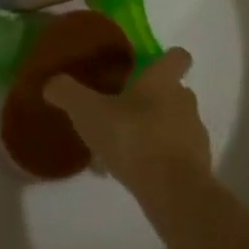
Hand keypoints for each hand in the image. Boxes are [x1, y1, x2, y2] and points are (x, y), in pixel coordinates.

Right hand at [43, 49, 210, 199]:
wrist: (173, 192)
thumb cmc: (133, 138)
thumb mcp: (88, 112)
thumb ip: (67, 93)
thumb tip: (51, 83)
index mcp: (162, 81)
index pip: (178, 57)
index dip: (168, 58)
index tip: (151, 64)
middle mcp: (184, 102)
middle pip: (174, 91)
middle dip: (152, 98)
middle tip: (123, 110)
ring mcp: (194, 135)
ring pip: (173, 125)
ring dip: (153, 131)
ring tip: (121, 148)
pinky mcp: (196, 167)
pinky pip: (173, 155)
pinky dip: (157, 159)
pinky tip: (131, 173)